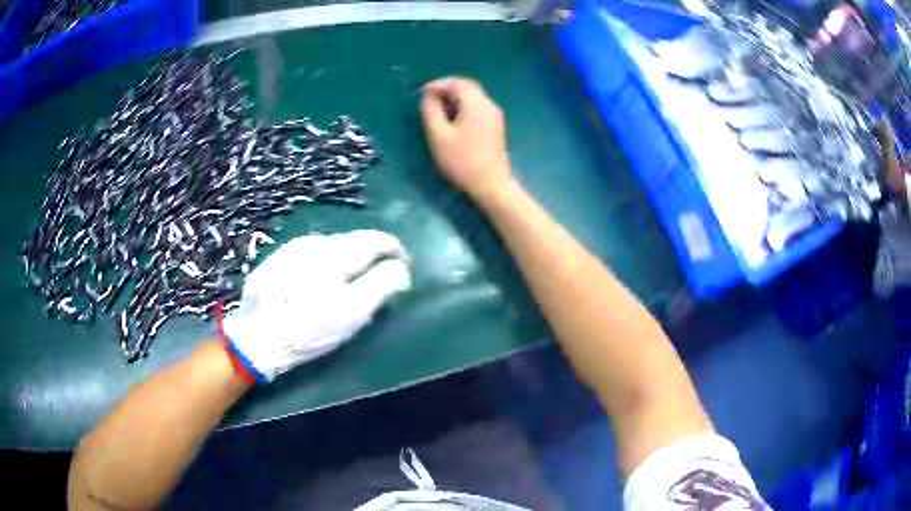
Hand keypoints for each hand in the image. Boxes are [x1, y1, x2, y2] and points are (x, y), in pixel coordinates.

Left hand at [222, 230, 410, 381]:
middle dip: (370, 258)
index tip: (403, 270)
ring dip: (346, 261)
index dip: (396, 252)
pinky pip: (310, 256)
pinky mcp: (276, 260)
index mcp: (337, 251)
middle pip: (354, 241)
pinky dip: (323, 265)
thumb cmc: (309, 327)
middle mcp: (315, 241)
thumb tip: (400, 269)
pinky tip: (315, 286)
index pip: (377, 239)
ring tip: (346, 286)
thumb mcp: (354, 311)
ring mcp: (292, 249)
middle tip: (376, 283)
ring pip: (330, 247)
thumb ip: (382, 284)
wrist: (255, 338)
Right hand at [421, 77, 512, 204]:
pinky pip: (477, 108)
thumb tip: (429, 97)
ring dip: (454, 99)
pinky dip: (463, 108)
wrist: (491, 185)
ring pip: (473, 97)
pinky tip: (452, 121)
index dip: (438, 84)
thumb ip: (431, 111)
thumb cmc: (462, 161)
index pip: (457, 82)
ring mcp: (495, 116)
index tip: (422, 94)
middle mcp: (489, 105)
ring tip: (438, 111)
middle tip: (429, 100)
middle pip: (467, 87)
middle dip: (447, 89)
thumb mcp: (438, 135)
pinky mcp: (495, 127)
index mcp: (476, 104)